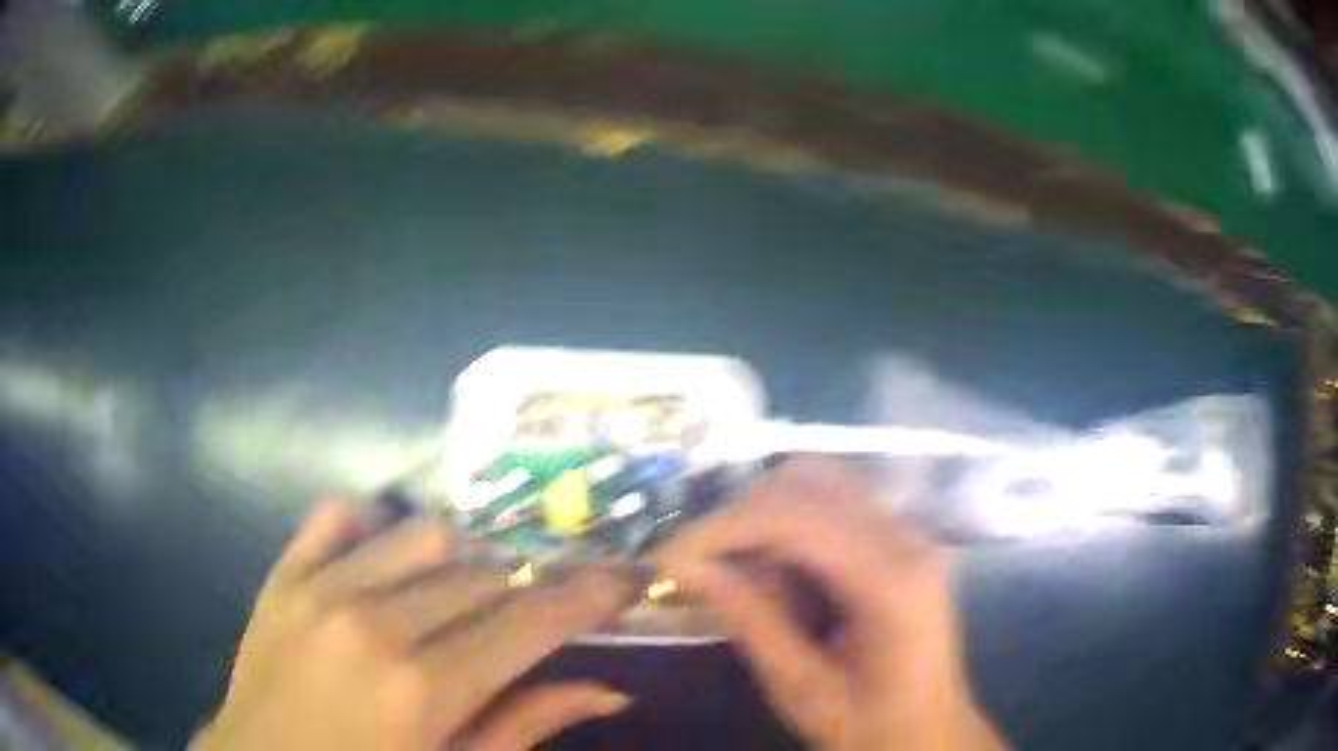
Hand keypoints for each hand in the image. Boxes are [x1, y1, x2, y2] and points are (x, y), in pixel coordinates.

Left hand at [192, 499, 637, 750]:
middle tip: (541, 608)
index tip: (627, 577)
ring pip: (422, 532)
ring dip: (461, 558)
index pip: (530, 620)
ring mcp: (318, 587)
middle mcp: (373, 621)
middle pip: (481, 572)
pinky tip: (389, 557)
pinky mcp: (282, 574)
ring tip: (466, 593)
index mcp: (422, 688)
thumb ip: (526, 726)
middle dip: (527, 585)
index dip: (589, 594)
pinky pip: (337, 514)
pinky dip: (376, 523)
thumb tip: (609, 689)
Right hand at [656, 458, 1007, 750]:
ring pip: (817, 486)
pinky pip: (831, 510)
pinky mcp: (898, 541)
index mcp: (893, 581)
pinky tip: (778, 582)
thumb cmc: (871, 726)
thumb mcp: (801, 688)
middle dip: (741, 517)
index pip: (797, 518)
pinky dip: (788, 534)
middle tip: (699, 567)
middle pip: (808, 481)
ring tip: (741, 580)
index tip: (667, 556)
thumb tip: (685, 566)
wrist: (929, 732)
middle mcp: (908, 538)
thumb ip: (749, 621)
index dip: (722, 527)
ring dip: (763, 522)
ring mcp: (908, 534)